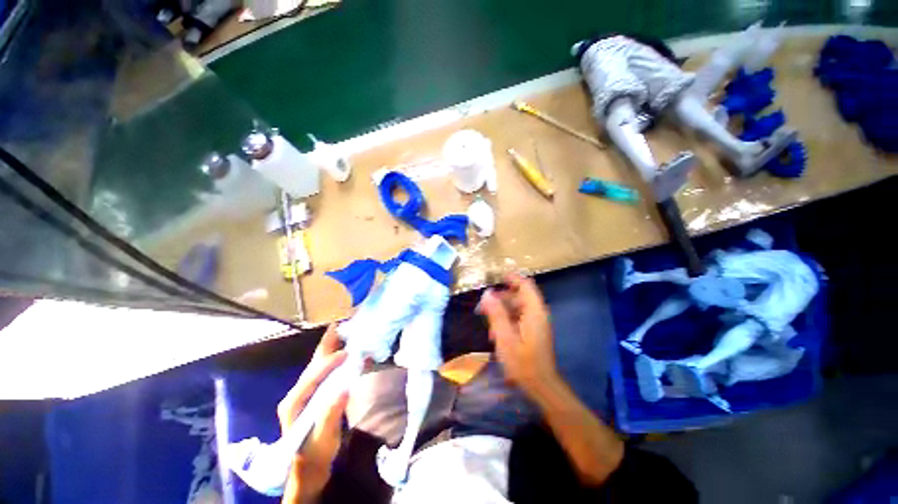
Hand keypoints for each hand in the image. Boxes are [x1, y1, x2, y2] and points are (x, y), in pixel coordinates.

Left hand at [277, 325, 348, 503]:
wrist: (309, 464)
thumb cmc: (316, 453)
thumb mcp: (323, 439)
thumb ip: (331, 415)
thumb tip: (344, 389)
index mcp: (293, 403)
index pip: (311, 377)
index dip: (328, 364)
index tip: (346, 353)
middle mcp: (296, 392)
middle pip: (313, 364)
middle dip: (327, 344)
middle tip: (341, 325)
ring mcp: (304, 391)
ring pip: (318, 363)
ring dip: (331, 347)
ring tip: (345, 331)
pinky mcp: (313, 392)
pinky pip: (324, 369)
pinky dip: (334, 356)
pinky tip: (344, 349)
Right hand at [479, 273, 559, 399]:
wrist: (541, 386)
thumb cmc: (523, 363)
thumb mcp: (505, 337)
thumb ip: (496, 313)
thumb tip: (487, 293)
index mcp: (534, 312)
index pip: (526, 285)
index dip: (512, 278)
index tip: (497, 277)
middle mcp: (538, 314)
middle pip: (519, 296)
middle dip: (501, 298)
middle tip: (483, 305)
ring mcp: (537, 323)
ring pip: (518, 307)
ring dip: (502, 310)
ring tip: (487, 321)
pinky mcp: (534, 331)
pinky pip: (519, 318)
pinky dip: (507, 320)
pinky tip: (496, 332)